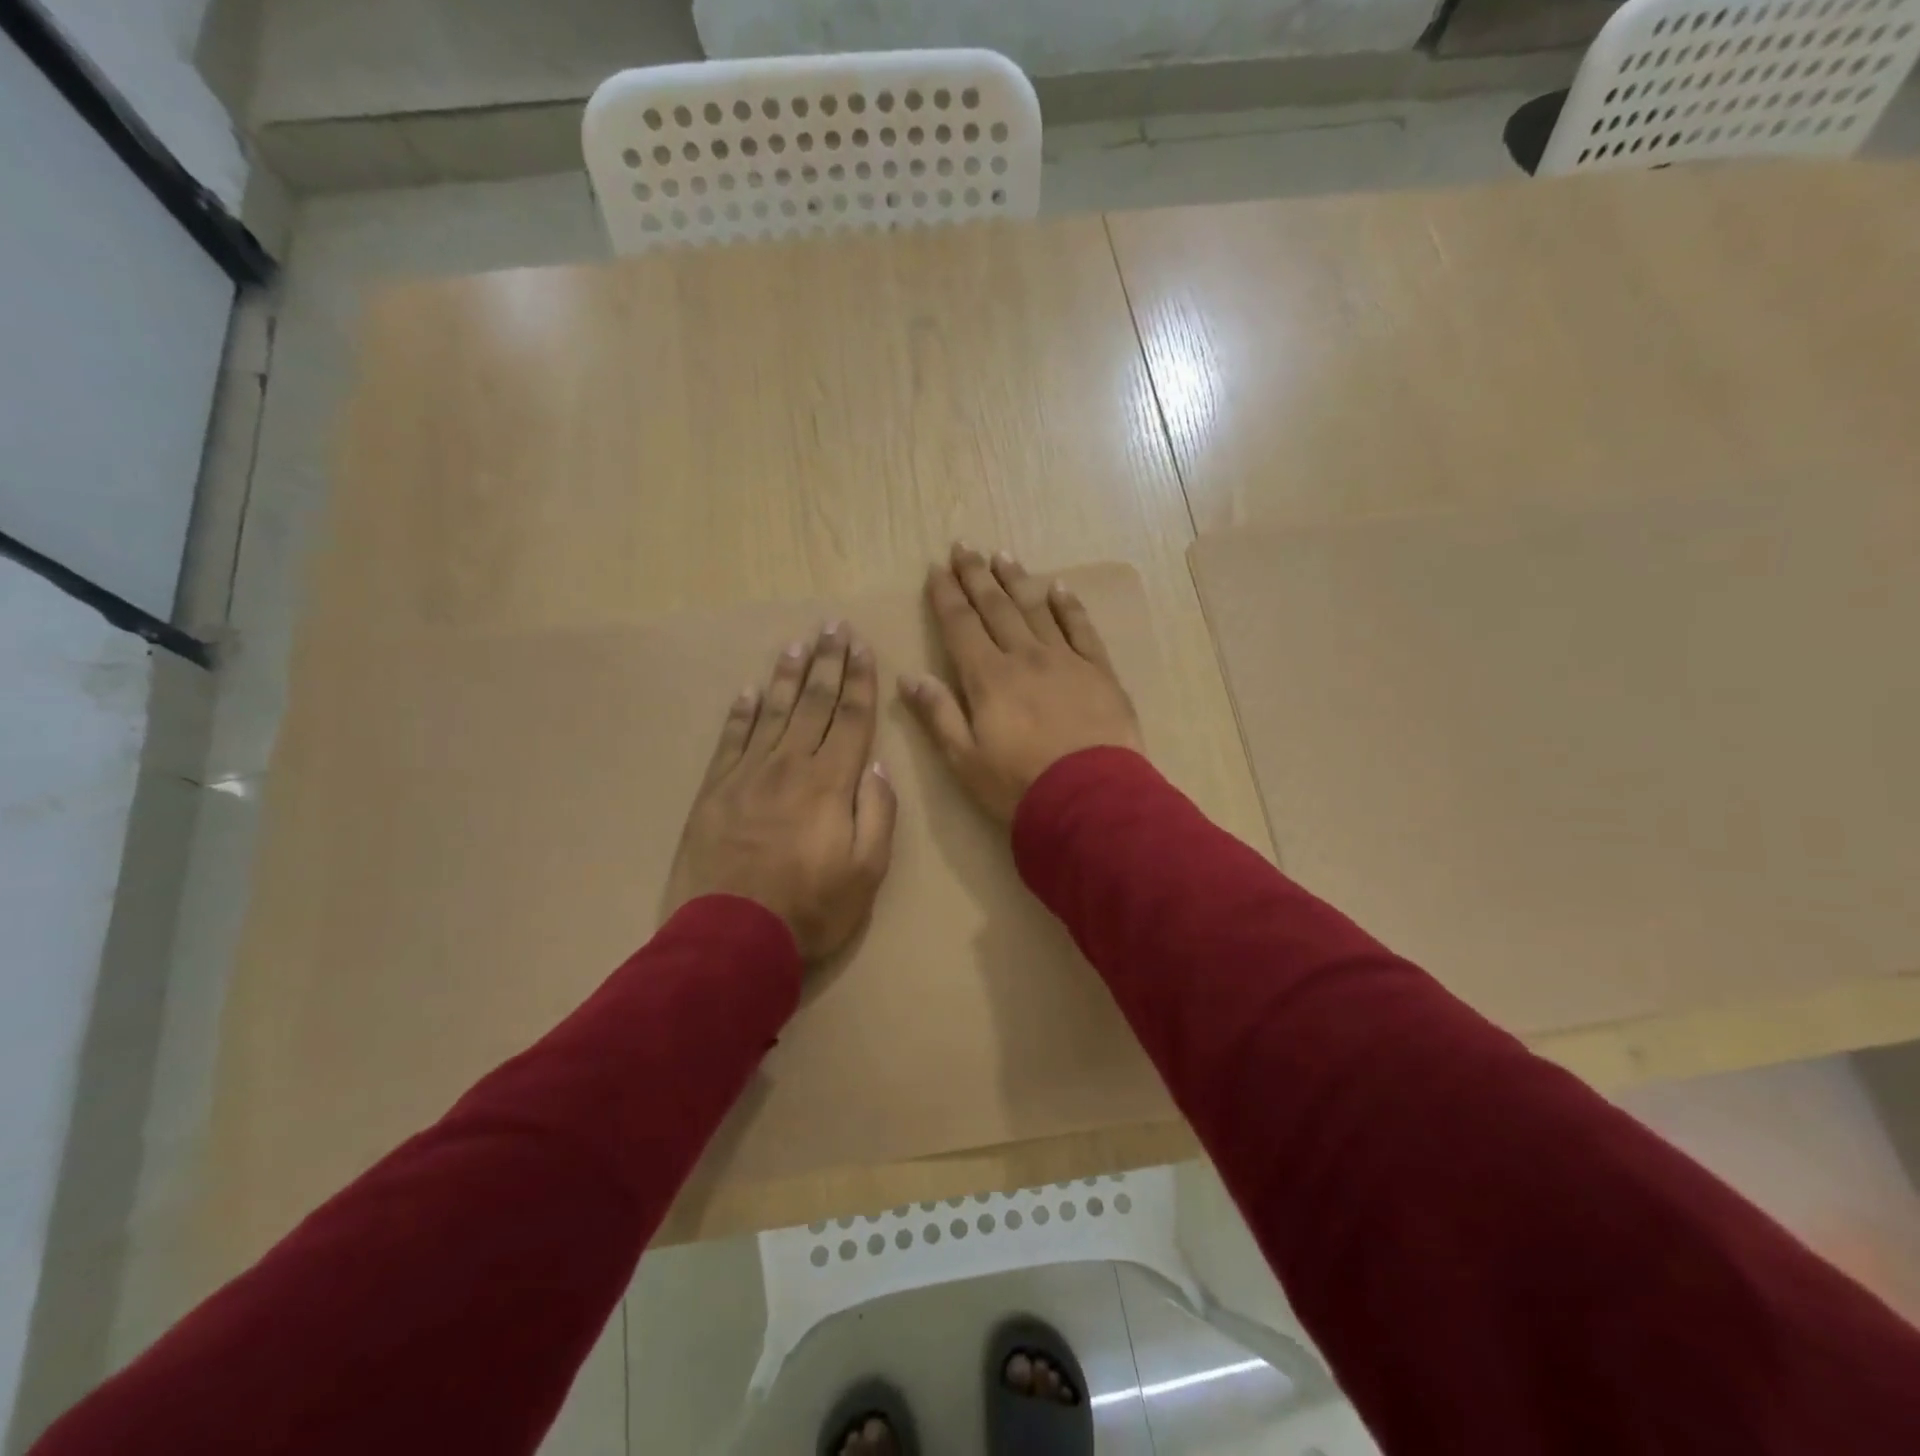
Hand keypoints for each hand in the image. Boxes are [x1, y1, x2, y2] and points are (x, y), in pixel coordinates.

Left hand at [663, 623, 896, 958]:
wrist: (730, 938)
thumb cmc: (810, 910)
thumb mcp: (867, 872)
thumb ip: (877, 813)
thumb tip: (874, 765)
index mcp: (830, 783)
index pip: (850, 718)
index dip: (859, 680)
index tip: (863, 647)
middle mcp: (789, 766)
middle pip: (812, 703)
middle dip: (827, 663)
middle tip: (833, 626)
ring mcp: (747, 775)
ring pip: (773, 712)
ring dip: (787, 677)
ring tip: (797, 645)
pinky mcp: (714, 791)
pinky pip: (731, 740)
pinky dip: (741, 713)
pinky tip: (749, 692)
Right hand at [900, 543, 1143, 821]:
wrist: (1091, 800)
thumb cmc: (1019, 786)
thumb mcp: (965, 759)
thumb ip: (938, 714)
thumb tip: (909, 676)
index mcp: (988, 678)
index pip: (960, 625)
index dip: (946, 595)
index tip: (936, 568)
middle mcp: (1025, 657)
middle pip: (996, 607)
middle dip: (977, 576)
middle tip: (964, 547)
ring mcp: (1066, 660)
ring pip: (1036, 609)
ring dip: (1017, 580)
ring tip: (1002, 555)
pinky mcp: (1099, 671)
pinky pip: (1081, 628)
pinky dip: (1068, 605)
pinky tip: (1058, 587)